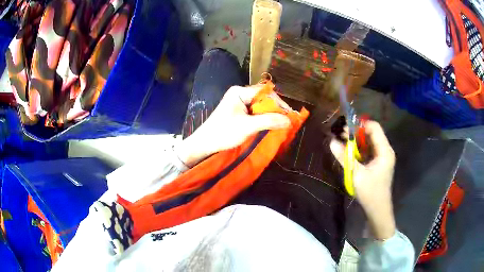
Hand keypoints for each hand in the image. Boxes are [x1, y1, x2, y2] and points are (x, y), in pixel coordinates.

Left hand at [175, 85, 291, 166]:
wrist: (204, 144)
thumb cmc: (223, 133)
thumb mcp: (247, 127)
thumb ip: (269, 121)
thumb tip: (289, 120)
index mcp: (240, 92)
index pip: (265, 92)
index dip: (279, 103)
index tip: (289, 115)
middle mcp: (240, 94)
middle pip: (263, 98)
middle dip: (275, 109)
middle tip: (286, 121)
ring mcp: (239, 103)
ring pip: (260, 106)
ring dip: (270, 115)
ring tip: (281, 124)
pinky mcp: (239, 113)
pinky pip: (255, 112)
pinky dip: (264, 119)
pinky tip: (270, 126)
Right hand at [330, 120, 395, 239]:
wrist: (378, 210)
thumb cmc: (370, 192)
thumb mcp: (356, 174)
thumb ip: (344, 157)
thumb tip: (331, 142)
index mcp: (384, 151)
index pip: (374, 127)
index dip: (360, 125)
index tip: (345, 128)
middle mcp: (385, 150)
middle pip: (371, 133)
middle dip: (356, 133)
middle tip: (340, 135)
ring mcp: (382, 157)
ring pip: (369, 142)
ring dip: (356, 141)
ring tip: (342, 143)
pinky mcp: (378, 163)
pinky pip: (369, 151)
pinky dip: (359, 150)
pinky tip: (349, 153)